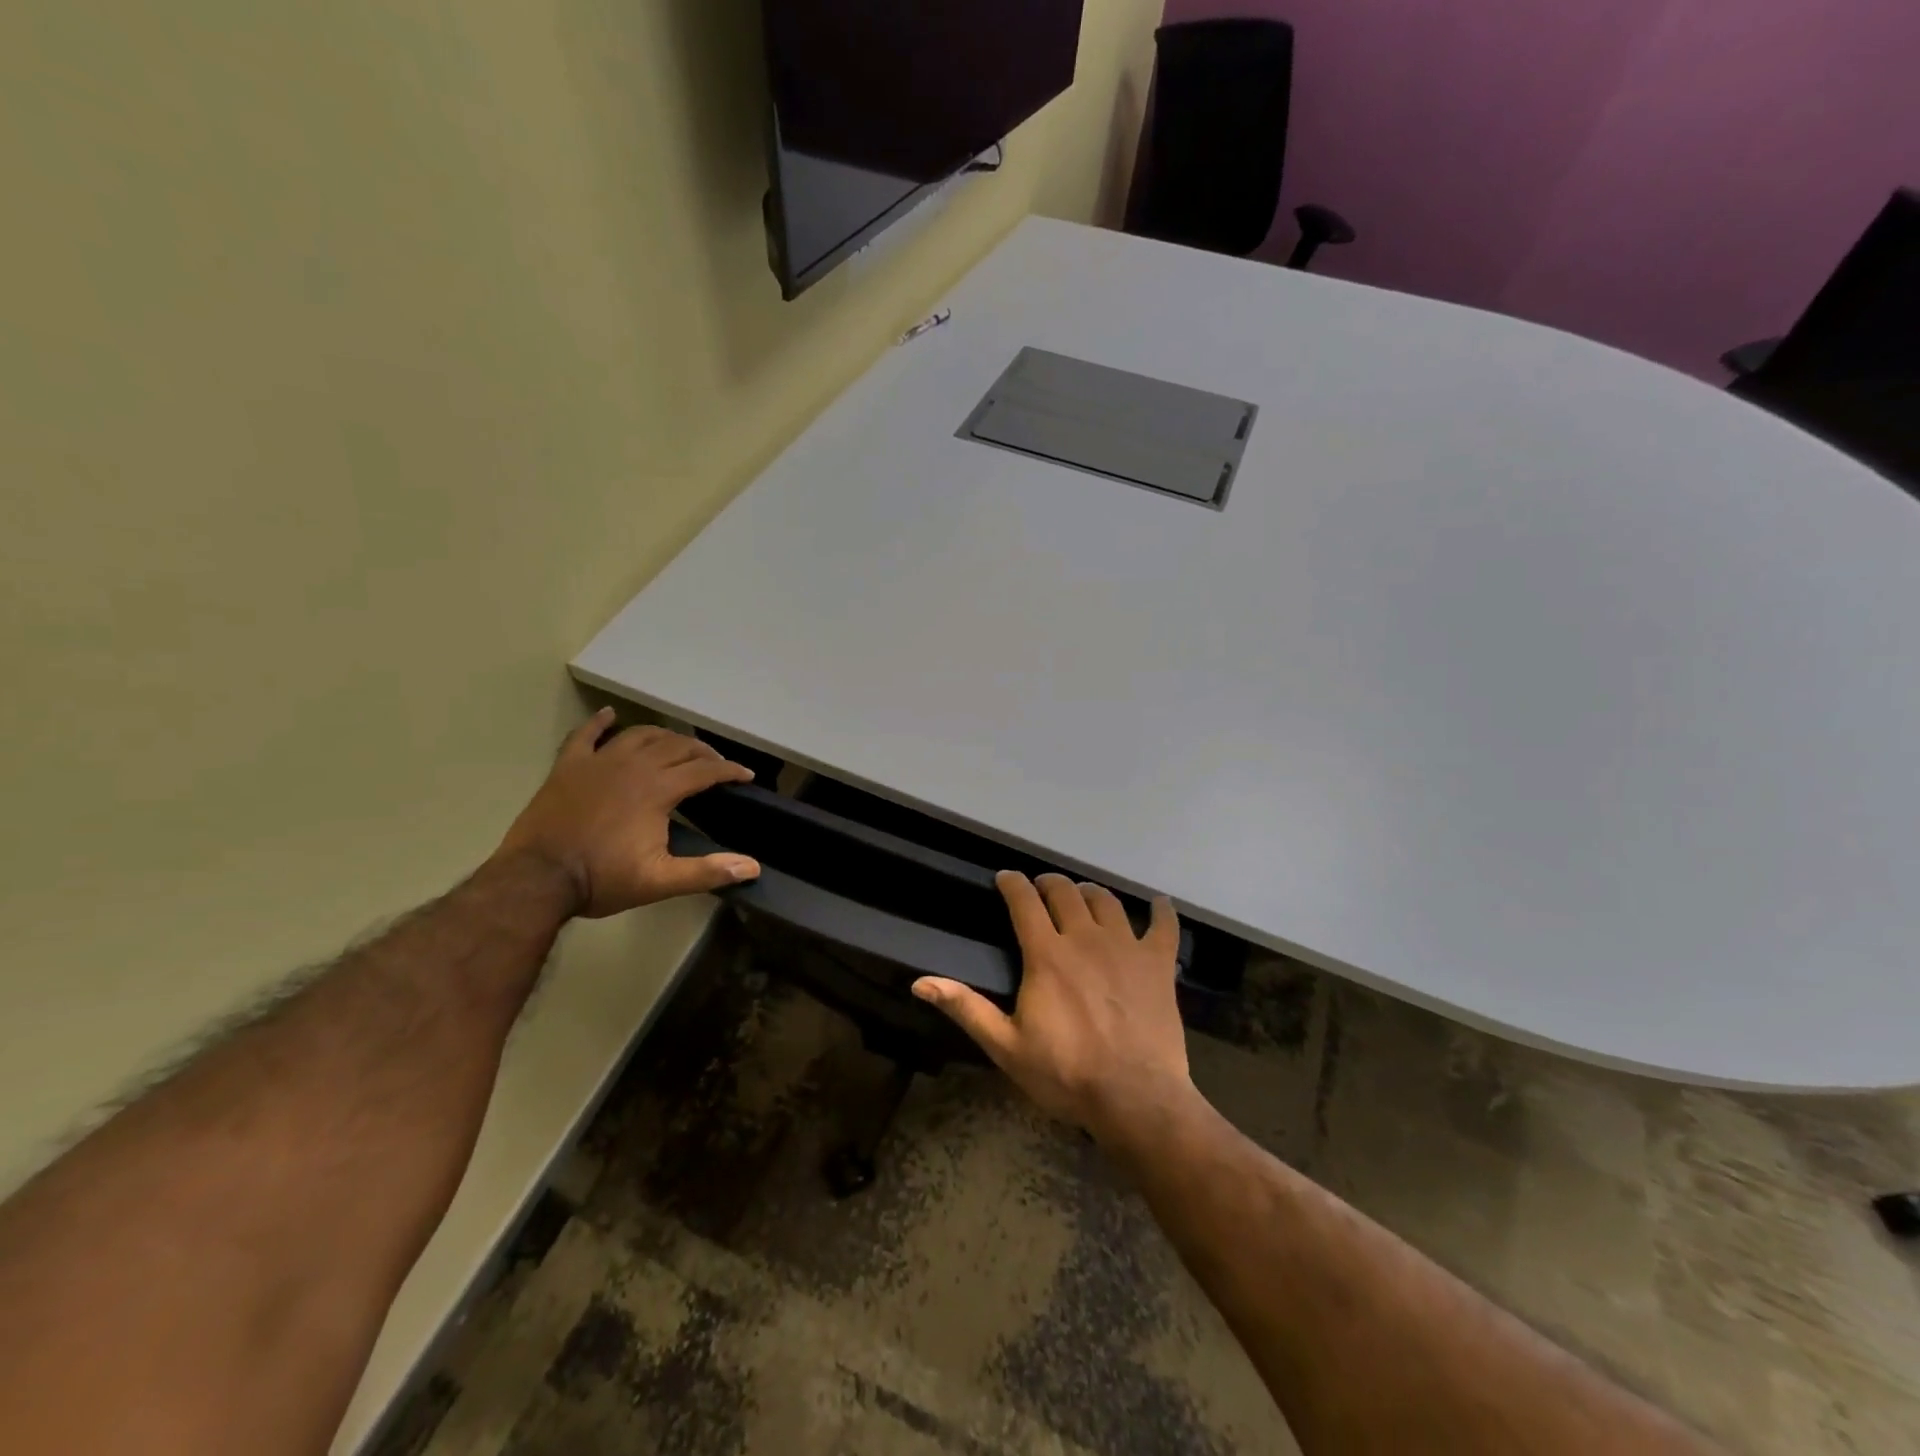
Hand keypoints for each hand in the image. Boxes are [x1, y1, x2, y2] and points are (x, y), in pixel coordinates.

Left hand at [493, 708, 760, 918]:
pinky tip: (609, 715)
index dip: (730, 771)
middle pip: (677, 746)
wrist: (536, 880)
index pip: (704, 770)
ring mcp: (598, 762)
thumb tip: (752, 868)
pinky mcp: (568, 767)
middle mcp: (633, 766)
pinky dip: (599, 722)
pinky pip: (586, 735)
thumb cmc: (601, 879)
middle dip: (703, 751)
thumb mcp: (660, 881)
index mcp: (658, 790)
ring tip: (676, 745)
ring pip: (640, 735)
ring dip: (664, 736)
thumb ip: (707, 871)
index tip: (746, 775)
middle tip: (716, 763)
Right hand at [913, 872, 1191, 1143]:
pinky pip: (1163, 926)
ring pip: (1106, 901)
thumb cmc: (1066, 1074)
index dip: (1013, 884)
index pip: (1024, 902)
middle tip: (1042, 887)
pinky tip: (1158, 904)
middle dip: (1050, 883)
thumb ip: (966, 1008)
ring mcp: (1126, 947)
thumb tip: (920, 982)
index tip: (1006, 878)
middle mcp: (1085, 938)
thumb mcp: (1006, 1046)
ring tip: (1083, 895)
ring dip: (1090, 892)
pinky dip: (1160, 911)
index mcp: (1047, 954)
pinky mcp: (1158, 964)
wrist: (1135, 1098)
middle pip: (1066, 893)